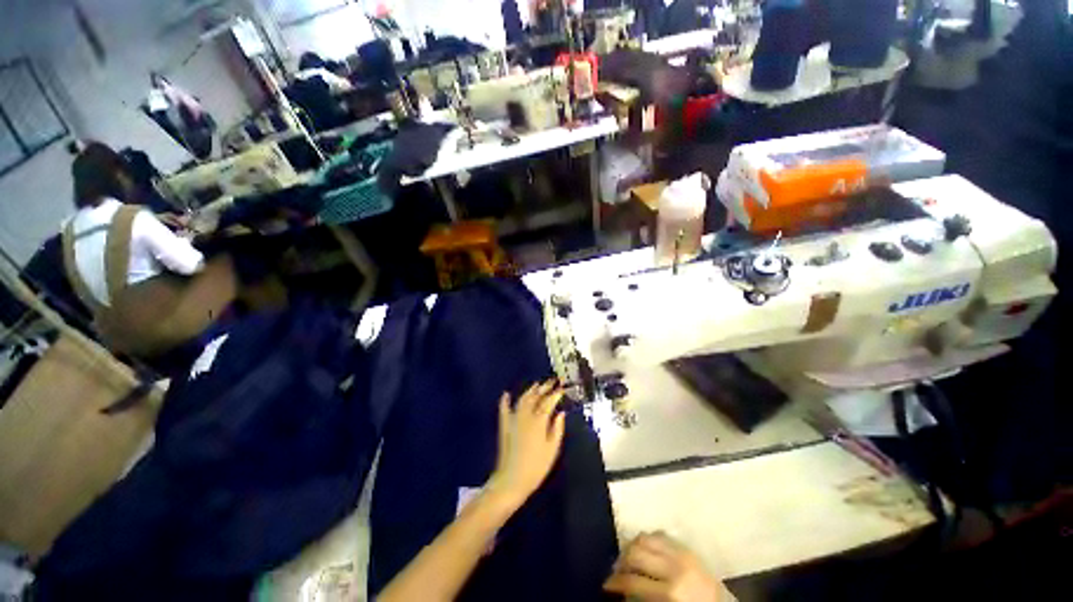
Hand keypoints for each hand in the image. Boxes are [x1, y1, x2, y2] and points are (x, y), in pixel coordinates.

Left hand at [487, 380, 565, 508]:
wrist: (512, 480)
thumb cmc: (537, 466)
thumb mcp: (552, 449)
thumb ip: (557, 429)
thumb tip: (561, 413)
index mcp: (539, 421)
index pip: (549, 402)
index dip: (556, 394)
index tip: (563, 388)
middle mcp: (526, 415)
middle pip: (536, 396)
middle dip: (544, 387)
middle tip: (552, 381)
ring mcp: (513, 419)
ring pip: (522, 399)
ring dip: (530, 390)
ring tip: (537, 384)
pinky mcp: (504, 425)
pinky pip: (504, 409)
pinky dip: (505, 400)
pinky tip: (506, 394)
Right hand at [604, 532, 722, 601]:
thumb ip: (645, 597)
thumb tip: (622, 590)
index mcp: (670, 590)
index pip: (632, 581)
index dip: (614, 582)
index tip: (606, 585)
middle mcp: (673, 565)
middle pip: (635, 552)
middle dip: (621, 560)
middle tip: (616, 569)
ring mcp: (681, 552)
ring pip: (645, 537)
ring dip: (632, 546)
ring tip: (628, 557)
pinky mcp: (687, 546)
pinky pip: (660, 534)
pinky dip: (648, 539)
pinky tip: (644, 548)